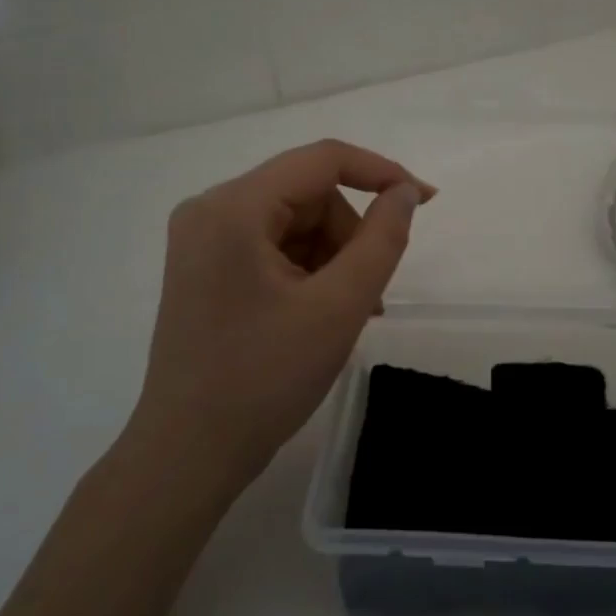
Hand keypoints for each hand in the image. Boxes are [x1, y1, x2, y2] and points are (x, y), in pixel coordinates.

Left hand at [130, 140, 433, 487]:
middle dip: (349, 235)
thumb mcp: (339, 306)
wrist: (189, 454)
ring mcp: (201, 239)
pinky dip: (308, 270)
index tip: (426, 201)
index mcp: (233, 207)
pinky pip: (272, 245)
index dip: (381, 173)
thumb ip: (382, 239)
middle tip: (370, 293)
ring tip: (348, 313)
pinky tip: (321, 313)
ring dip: (333, 257)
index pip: (323, 160)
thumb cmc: (265, 379)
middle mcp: (209, 209)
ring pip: (294, 221)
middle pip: (308, 194)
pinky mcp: (204, 266)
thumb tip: (405, 192)